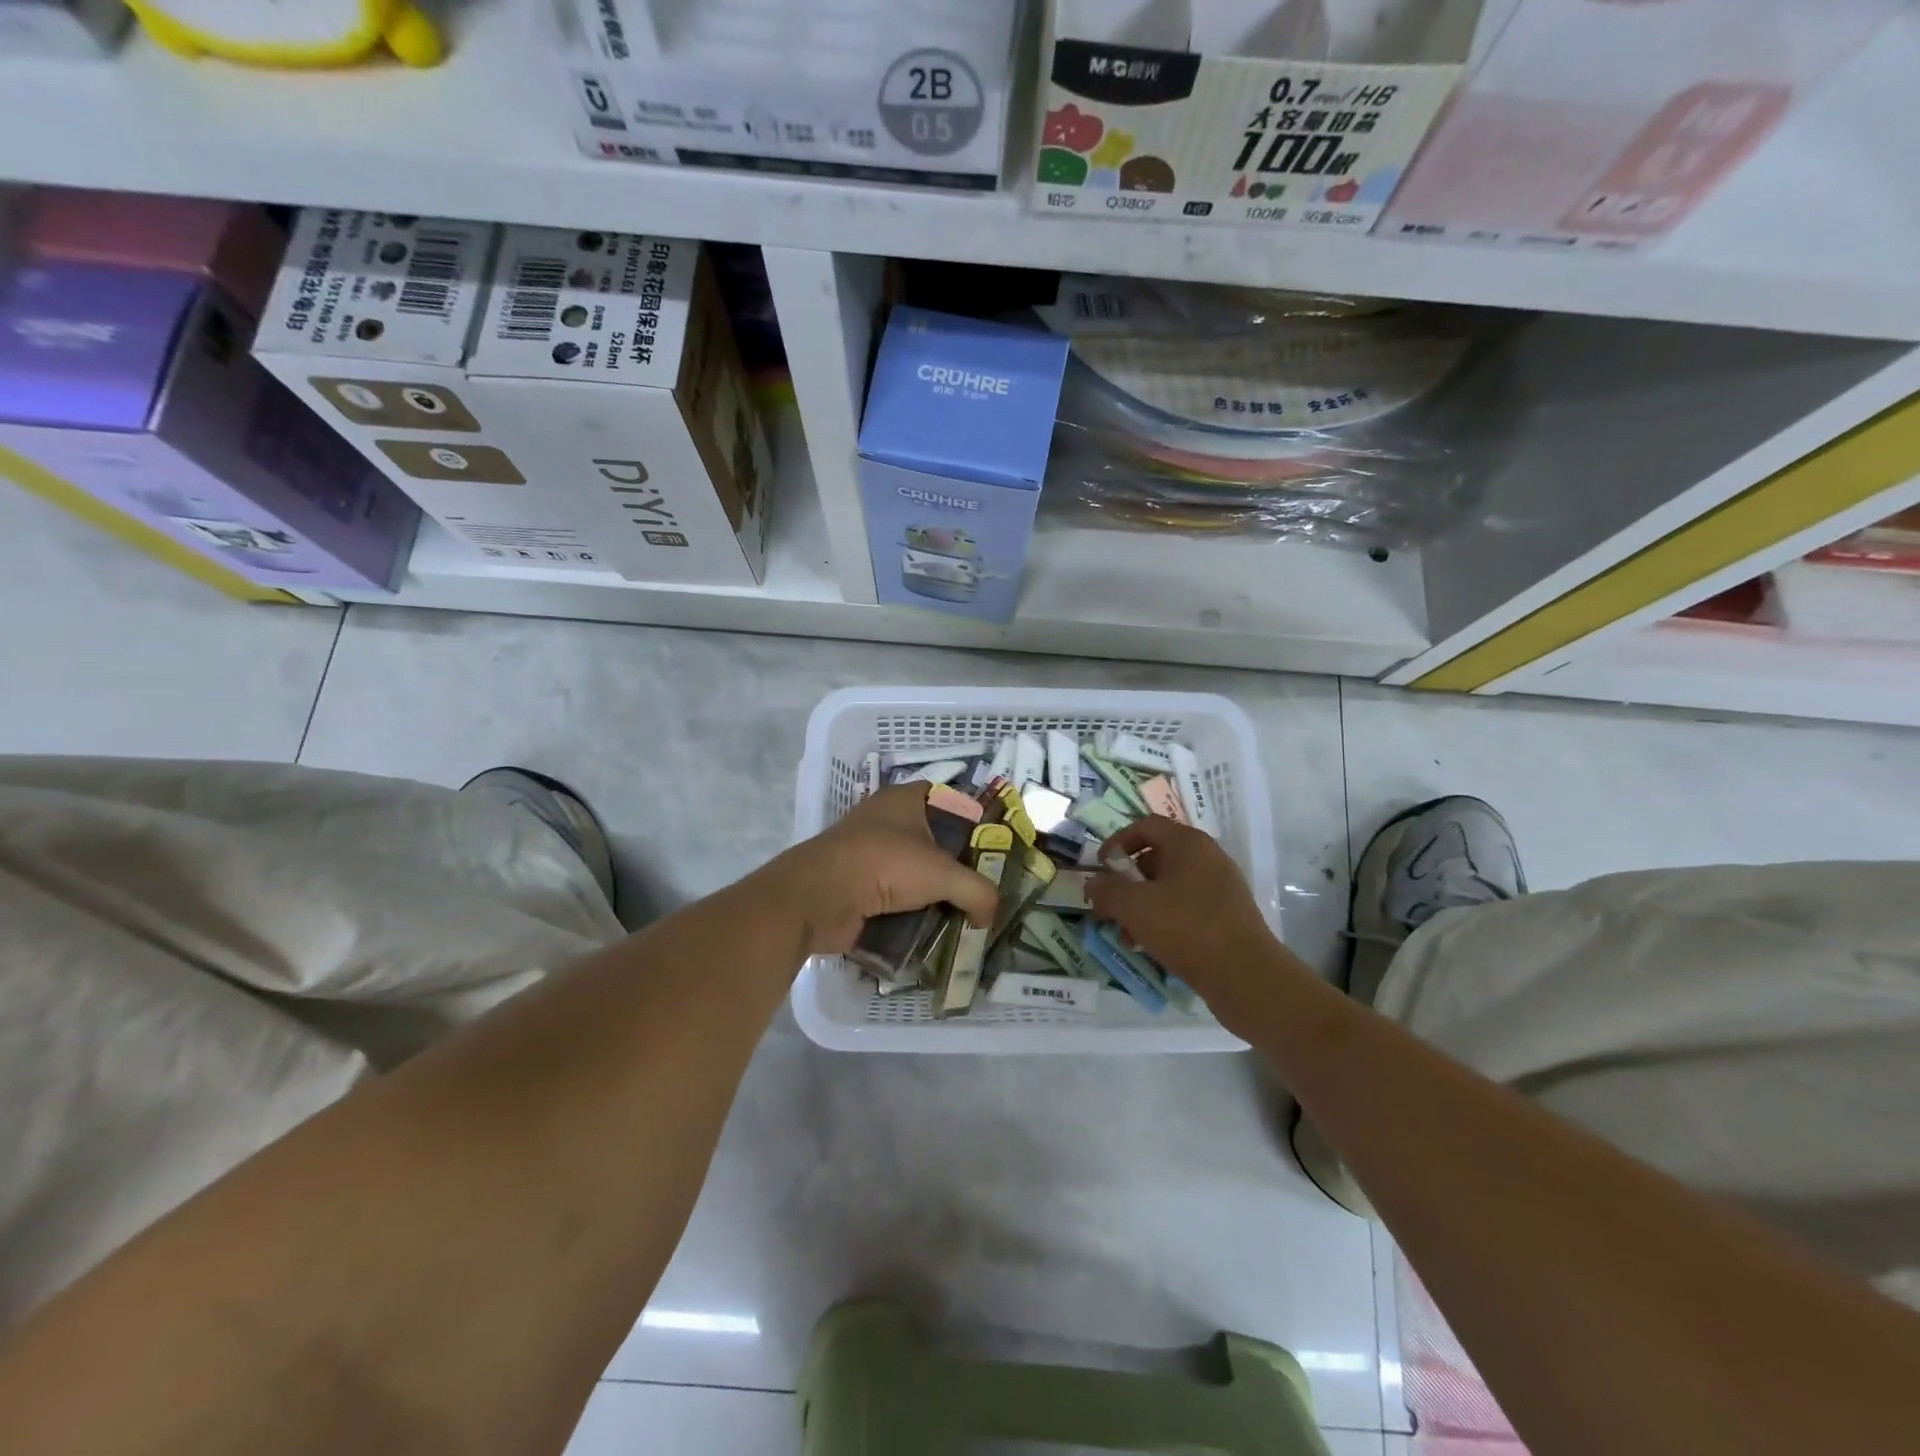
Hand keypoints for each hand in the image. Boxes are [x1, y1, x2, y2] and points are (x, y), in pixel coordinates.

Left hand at [762, 785, 999, 957]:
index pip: (950, 801)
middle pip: (935, 841)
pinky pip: (895, 898)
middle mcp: (887, 821)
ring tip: (966, 916)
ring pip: (915, 872)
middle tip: (986, 890)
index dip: (974, 822)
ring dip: (935, 894)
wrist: (818, 898)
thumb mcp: (943, 874)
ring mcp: (869, 854)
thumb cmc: (884, 865)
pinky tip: (934, 930)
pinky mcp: (858, 885)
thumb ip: (977, 891)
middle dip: (958, 866)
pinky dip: (912, 913)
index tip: (997, 849)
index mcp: (905, 799)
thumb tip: (990, 915)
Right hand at [1086, 816, 1276, 994]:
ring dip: (1140, 907)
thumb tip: (1093, 884)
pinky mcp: (1226, 917)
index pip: (1145, 826)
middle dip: (1126, 882)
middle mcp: (1207, 858)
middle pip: (1155, 858)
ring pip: (1168, 888)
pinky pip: (1184, 910)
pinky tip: (1149, 947)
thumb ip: (1106, 890)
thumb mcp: (1133, 906)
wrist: (1246, 976)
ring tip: (1125, 935)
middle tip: (1107, 907)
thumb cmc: (1186, 928)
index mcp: (1188, 843)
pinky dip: (1162, 922)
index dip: (1117, 842)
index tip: (1101, 869)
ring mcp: (1220, 889)